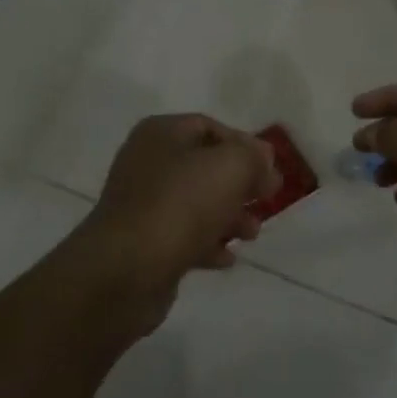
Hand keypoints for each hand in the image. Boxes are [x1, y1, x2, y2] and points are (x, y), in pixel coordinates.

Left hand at [74, 114, 279, 330]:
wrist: (126, 270)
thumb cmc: (180, 205)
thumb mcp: (230, 167)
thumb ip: (253, 156)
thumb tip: (262, 158)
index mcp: (161, 134)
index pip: (210, 127)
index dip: (244, 145)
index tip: (270, 170)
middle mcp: (147, 163)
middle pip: (204, 166)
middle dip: (240, 184)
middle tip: (267, 200)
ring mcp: (142, 205)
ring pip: (196, 203)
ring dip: (229, 216)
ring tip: (252, 234)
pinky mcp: (143, 243)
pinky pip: (183, 236)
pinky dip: (208, 243)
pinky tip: (227, 258)